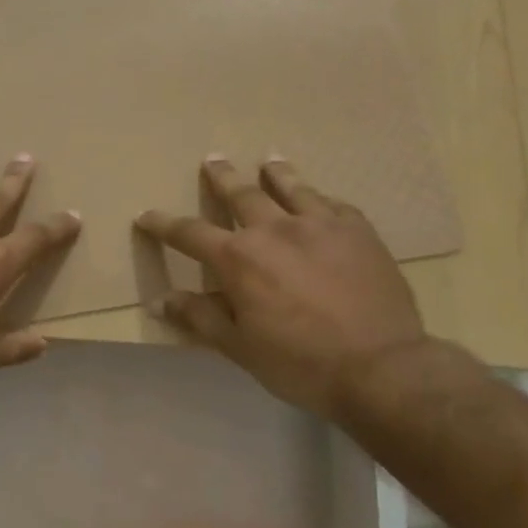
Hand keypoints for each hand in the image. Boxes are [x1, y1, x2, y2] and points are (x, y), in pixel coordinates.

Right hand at [136, 156, 426, 416]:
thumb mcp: (238, 347)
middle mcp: (273, 230)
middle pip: (241, 194)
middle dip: (222, 178)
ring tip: (269, 160)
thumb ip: (199, 317)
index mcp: (238, 258)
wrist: (382, 368)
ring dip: (276, 173)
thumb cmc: (299, 363)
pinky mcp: (358, 232)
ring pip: (291, 188)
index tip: (146, 216)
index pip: (189, 233)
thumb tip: (161, 300)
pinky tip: (320, 198)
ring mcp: (319, 226)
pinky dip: (319, 198)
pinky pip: (334, 204)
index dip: (163, 224)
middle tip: (213, 159)